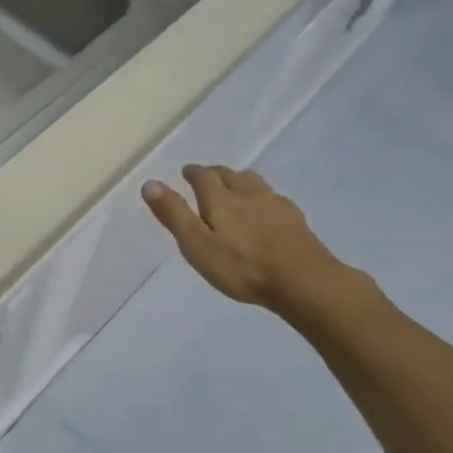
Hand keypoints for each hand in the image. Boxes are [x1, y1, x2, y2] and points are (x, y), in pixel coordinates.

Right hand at [141, 164, 361, 319]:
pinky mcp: (295, 219)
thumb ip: (174, 214)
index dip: (193, 173)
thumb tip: (150, 183)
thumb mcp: (197, 245)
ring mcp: (274, 204)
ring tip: (234, 187)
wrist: (302, 281)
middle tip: (206, 178)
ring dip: (239, 180)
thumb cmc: (241, 267)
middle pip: (230, 174)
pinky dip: (262, 197)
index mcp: (220, 199)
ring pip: (253, 182)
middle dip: (215, 173)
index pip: (203, 176)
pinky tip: (265, 209)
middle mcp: (247, 193)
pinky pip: (273, 198)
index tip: (186, 172)